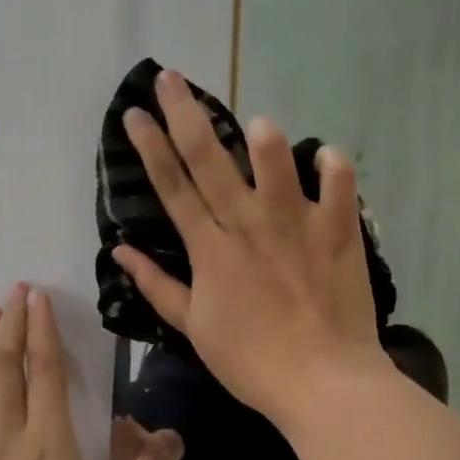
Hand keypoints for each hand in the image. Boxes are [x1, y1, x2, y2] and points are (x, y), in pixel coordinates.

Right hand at [114, 69, 391, 423]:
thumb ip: (158, 286)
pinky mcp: (337, 233)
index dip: (150, 147)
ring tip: (255, 120)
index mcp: (210, 249)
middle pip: (210, 161)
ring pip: (275, 165)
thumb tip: (120, 251)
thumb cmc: (252, 361)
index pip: (172, 188)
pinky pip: (339, 189)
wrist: (321, 382)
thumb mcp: (194, 328)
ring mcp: (294, 226)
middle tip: (169, 77)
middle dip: (185, 115)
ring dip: (264, 139)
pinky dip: (335, 168)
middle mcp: (247, 226)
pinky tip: (326, 153)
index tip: (134, 113)